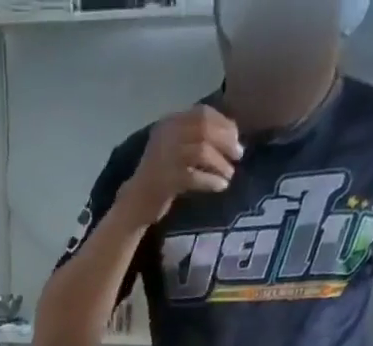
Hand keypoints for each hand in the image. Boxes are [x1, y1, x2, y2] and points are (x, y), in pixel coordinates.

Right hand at [123, 106, 242, 222]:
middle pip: (204, 129)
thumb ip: (194, 138)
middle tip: (238, 155)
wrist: (134, 204)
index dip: (223, 123)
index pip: (202, 113)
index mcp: (168, 123)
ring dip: (220, 163)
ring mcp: (165, 158)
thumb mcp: (173, 149)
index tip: (236, 137)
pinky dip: (211, 181)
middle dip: (226, 141)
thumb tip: (230, 135)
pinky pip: (195, 176)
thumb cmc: (158, 178)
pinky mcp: (166, 181)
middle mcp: (166, 136)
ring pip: (202, 151)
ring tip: (229, 174)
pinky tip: (220, 186)